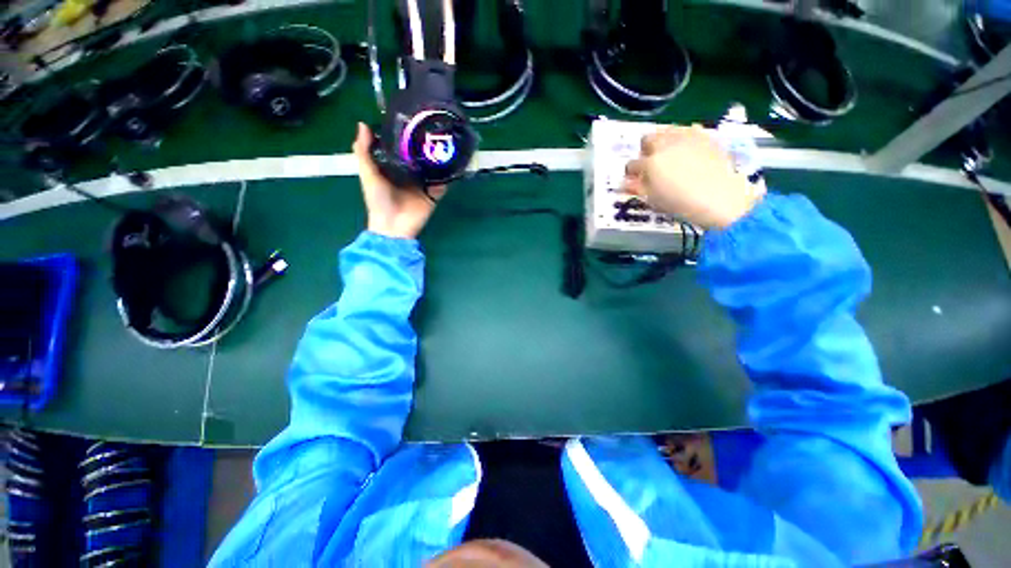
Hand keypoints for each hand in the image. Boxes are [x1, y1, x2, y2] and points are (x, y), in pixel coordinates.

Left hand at [351, 122, 446, 239]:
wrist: (393, 226)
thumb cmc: (378, 200)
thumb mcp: (368, 174)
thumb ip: (364, 152)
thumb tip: (363, 124)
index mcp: (394, 168)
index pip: (401, 148)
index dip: (405, 136)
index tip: (411, 118)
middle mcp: (410, 174)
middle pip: (420, 157)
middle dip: (426, 145)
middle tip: (434, 127)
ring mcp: (424, 185)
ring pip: (433, 169)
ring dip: (439, 159)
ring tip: (447, 141)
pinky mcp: (434, 195)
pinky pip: (443, 184)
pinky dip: (449, 176)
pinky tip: (454, 163)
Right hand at [622, 125, 764, 229]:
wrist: (720, 198)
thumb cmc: (681, 203)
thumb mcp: (654, 200)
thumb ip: (637, 188)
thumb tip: (624, 183)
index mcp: (650, 163)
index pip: (632, 165)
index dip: (631, 173)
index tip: (634, 180)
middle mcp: (666, 145)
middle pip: (647, 139)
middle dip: (645, 150)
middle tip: (651, 163)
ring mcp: (687, 137)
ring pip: (667, 130)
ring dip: (663, 141)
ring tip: (668, 154)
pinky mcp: (705, 135)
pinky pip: (689, 129)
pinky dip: (684, 137)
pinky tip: (687, 149)